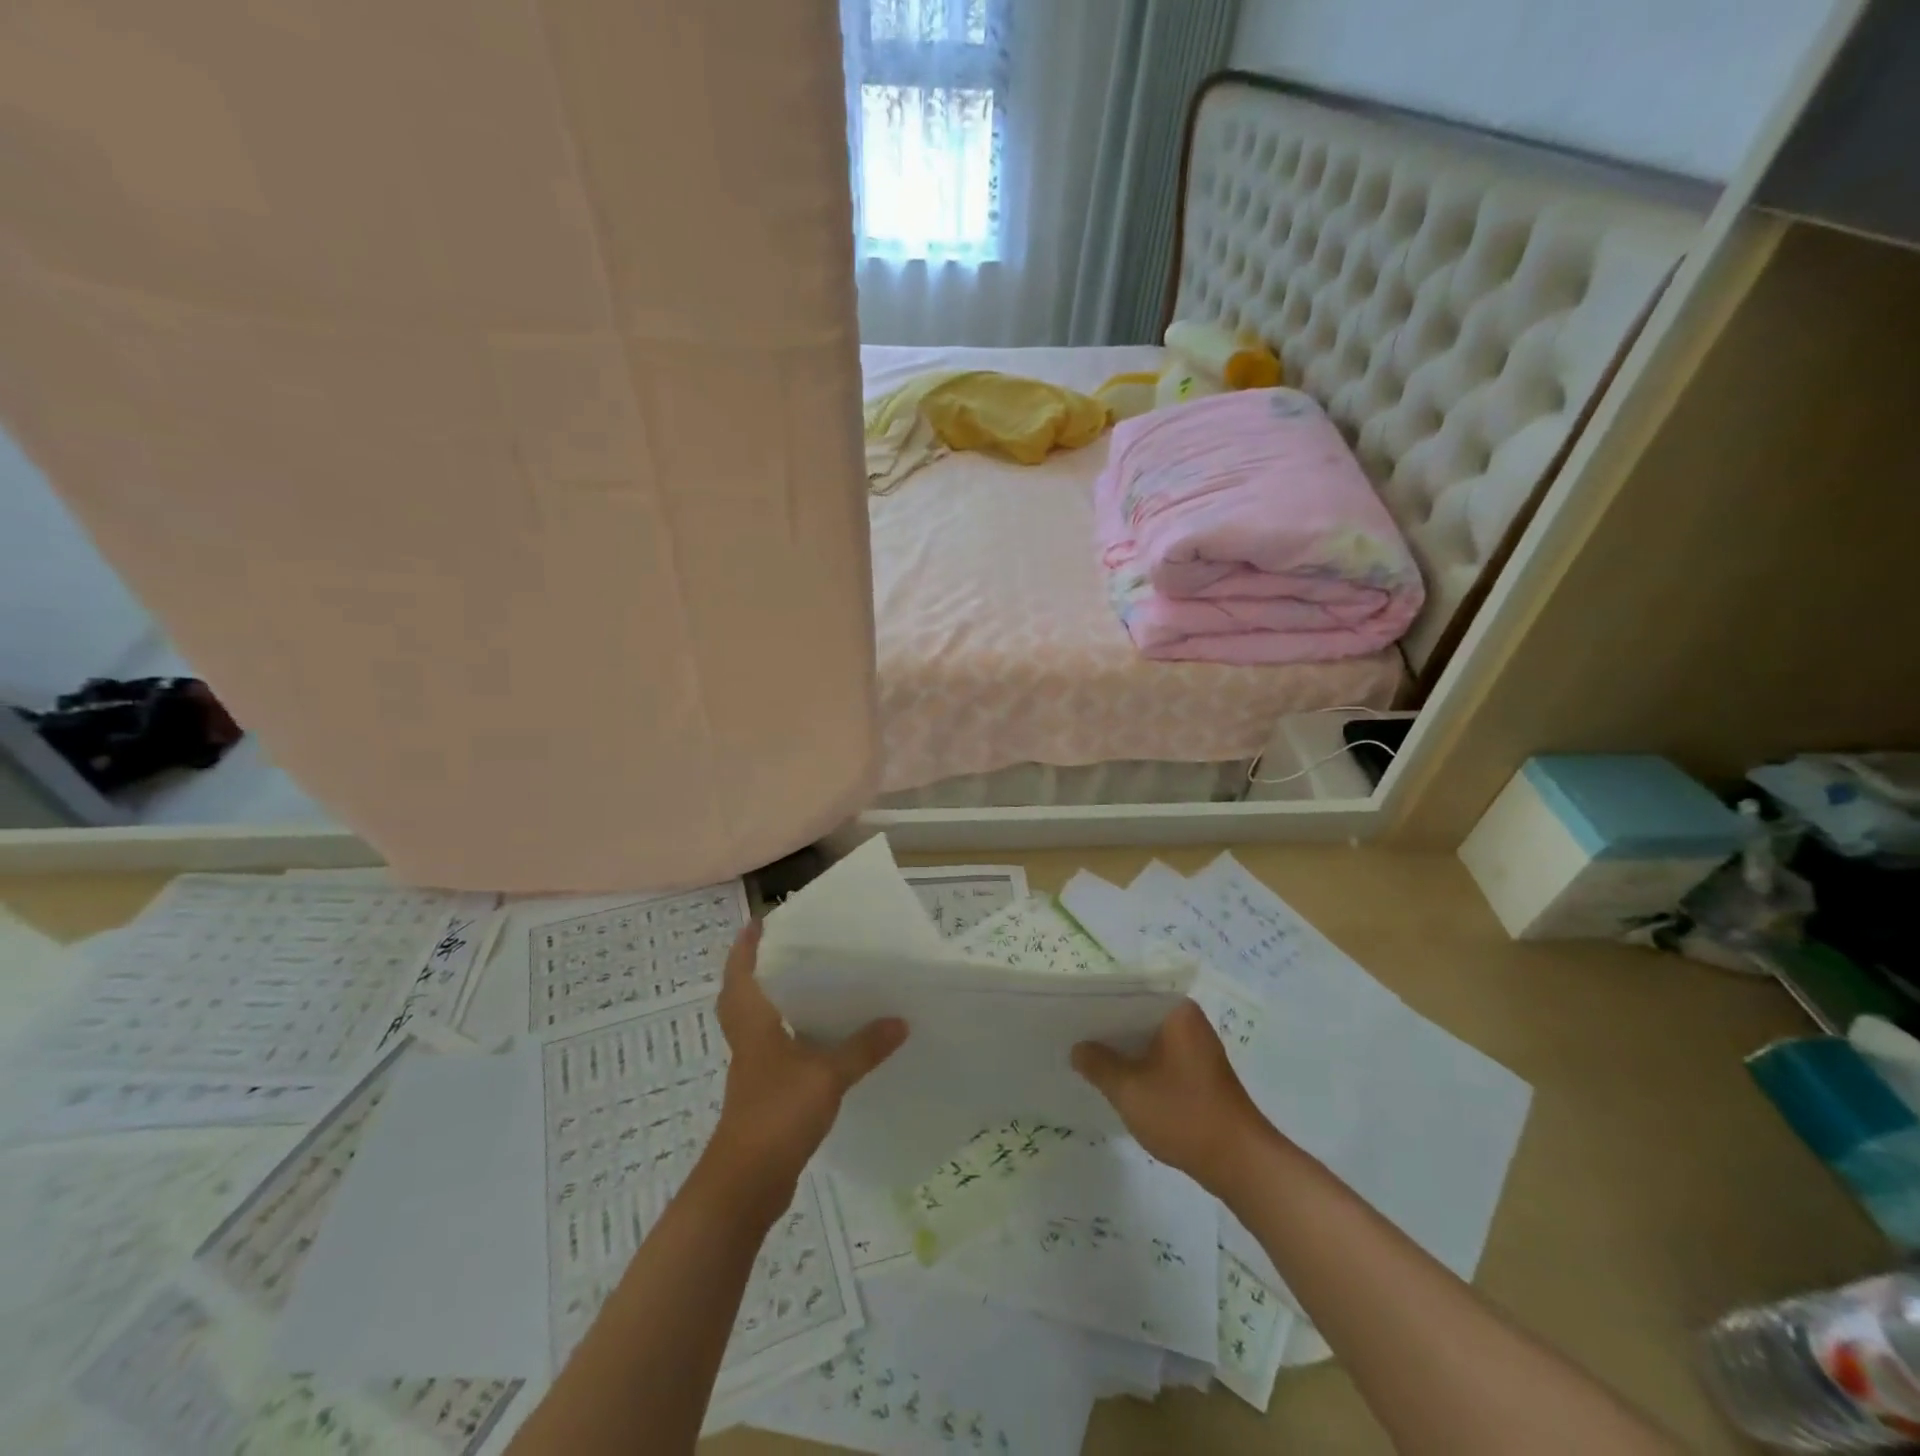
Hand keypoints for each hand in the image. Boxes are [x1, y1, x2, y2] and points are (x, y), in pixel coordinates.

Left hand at [706, 920, 907, 1217]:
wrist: (746, 1184)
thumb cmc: (777, 1114)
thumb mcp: (827, 1075)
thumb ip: (863, 1047)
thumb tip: (900, 1020)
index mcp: (753, 1024)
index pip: (740, 974)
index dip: (745, 947)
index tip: (759, 922)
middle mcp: (748, 1040)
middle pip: (742, 997)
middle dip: (756, 971)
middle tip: (786, 949)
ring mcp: (754, 1070)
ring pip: (758, 1024)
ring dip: (775, 1003)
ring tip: (810, 986)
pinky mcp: (764, 1094)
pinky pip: (775, 1051)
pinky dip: (791, 1037)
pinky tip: (821, 1041)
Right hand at [1073, 1000, 1269, 1192]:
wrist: (1240, 1163)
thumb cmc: (1184, 1115)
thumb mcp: (1130, 1090)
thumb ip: (1098, 1064)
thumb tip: (1078, 1048)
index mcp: (1176, 1011)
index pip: (1127, 996)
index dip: (1096, 1006)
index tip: (1068, 1016)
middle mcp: (1189, 1021)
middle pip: (1137, 1017)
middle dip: (1107, 1030)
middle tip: (1070, 1037)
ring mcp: (1197, 1047)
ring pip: (1148, 1039)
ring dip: (1123, 1050)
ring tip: (1086, 1058)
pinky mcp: (1199, 1072)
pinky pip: (1160, 1057)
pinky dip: (1140, 1066)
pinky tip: (1117, 1080)